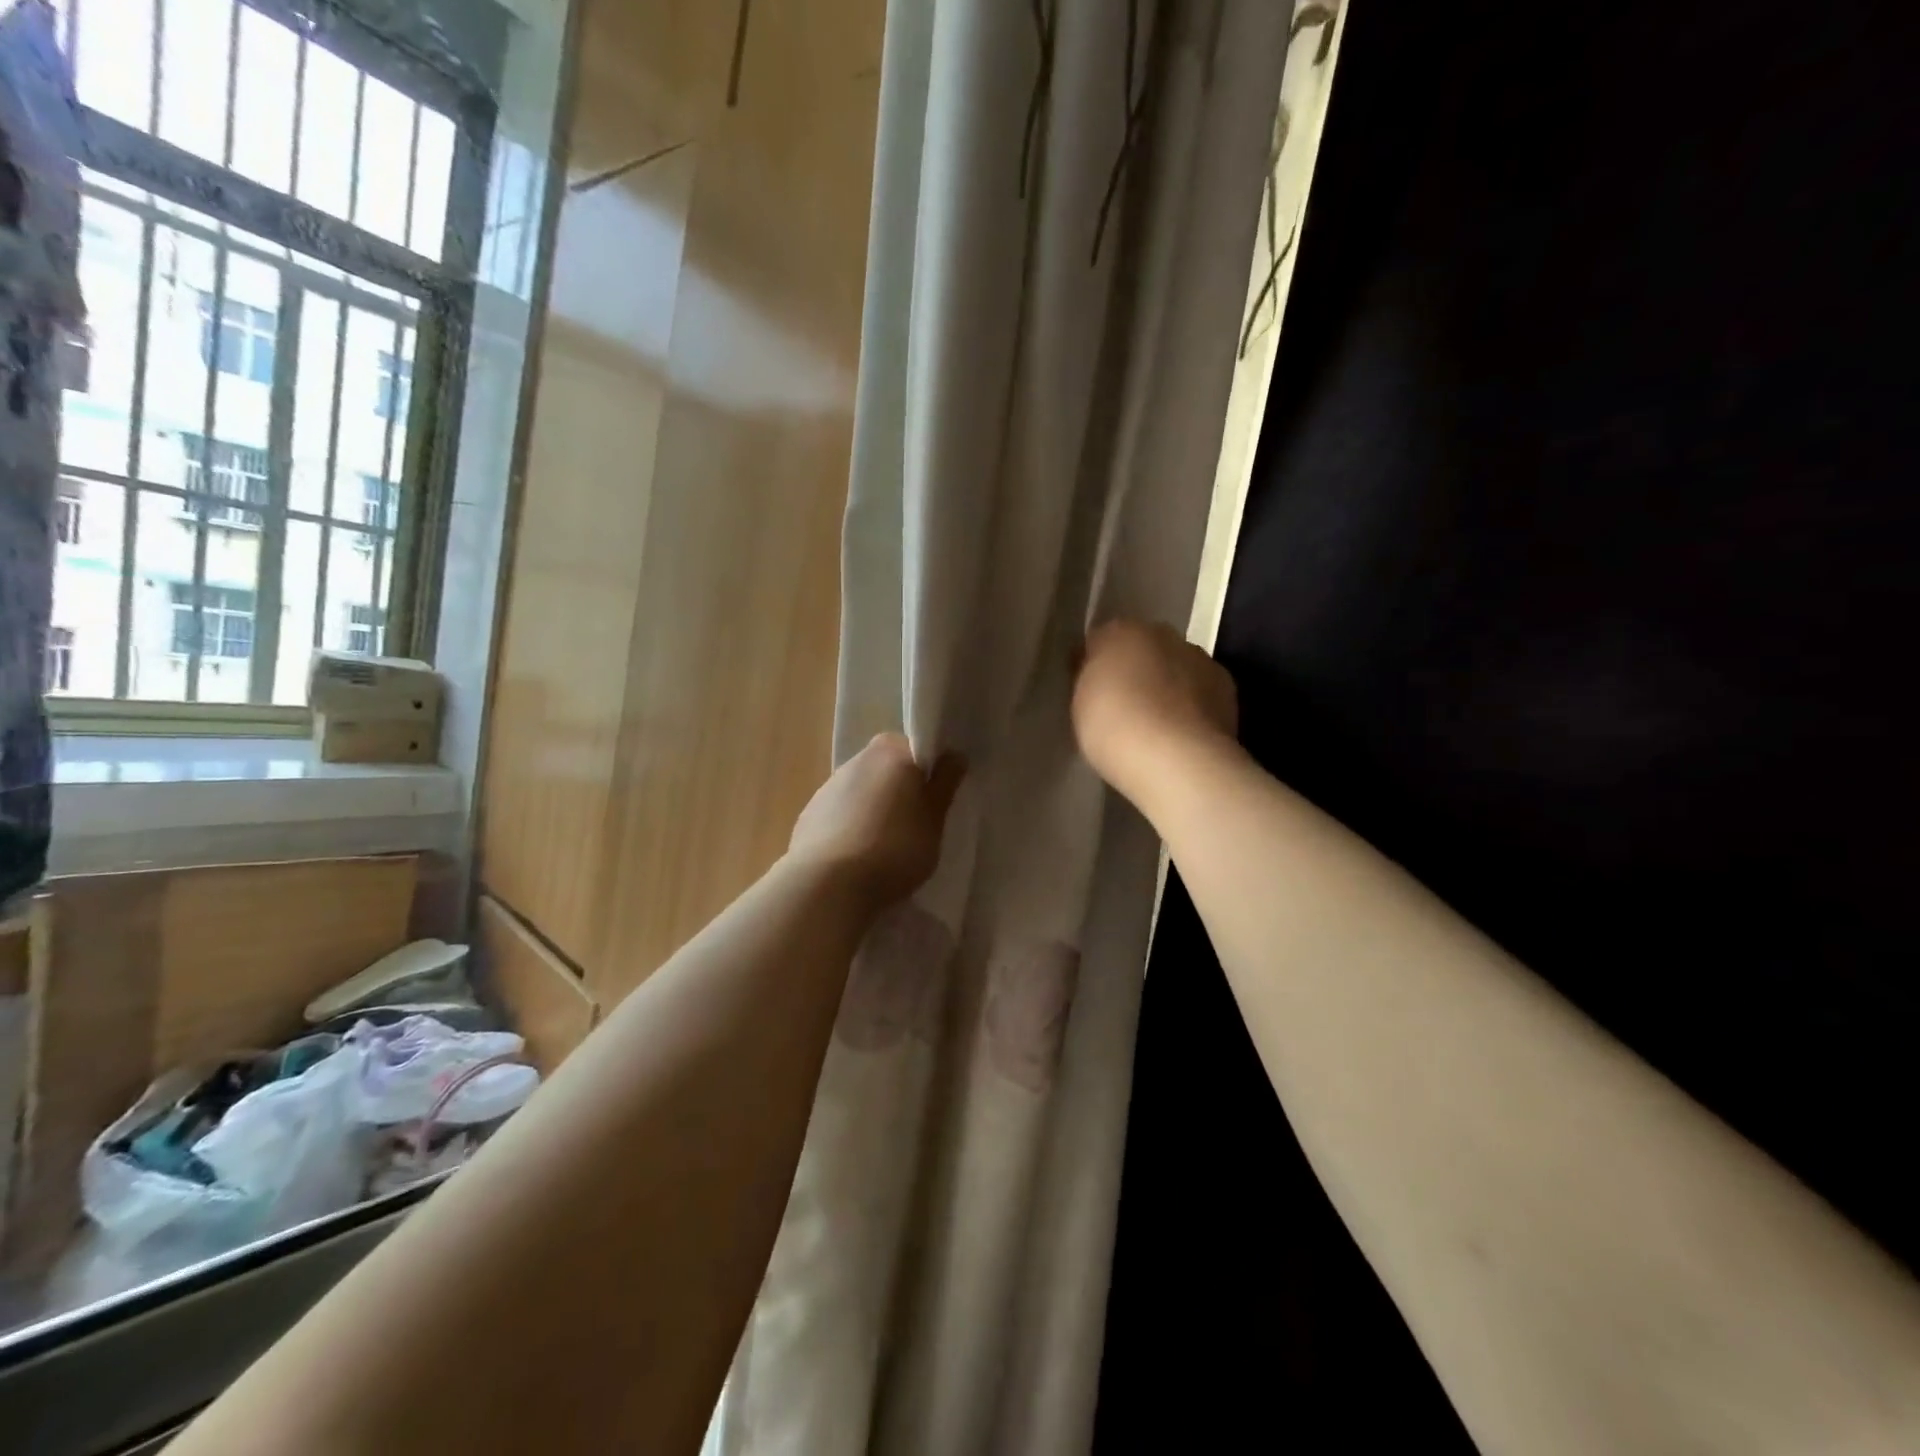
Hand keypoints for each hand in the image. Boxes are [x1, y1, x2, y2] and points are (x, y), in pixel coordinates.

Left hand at [788, 734, 964, 906]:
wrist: (829, 885)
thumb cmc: (895, 847)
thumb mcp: (934, 819)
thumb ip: (945, 784)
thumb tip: (954, 755)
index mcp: (891, 752)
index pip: (915, 749)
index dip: (928, 772)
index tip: (935, 800)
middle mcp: (856, 760)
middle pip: (886, 769)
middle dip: (900, 790)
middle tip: (915, 825)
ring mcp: (827, 787)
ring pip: (862, 792)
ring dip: (874, 809)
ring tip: (885, 848)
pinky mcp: (808, 816)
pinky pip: (840, 816)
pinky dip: (850, 828)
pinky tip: (857, 858)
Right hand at [1072, 619, 1237, 801]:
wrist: (1177, 759)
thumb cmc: (1113, 727)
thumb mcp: (1080, 703)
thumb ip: (1089, 679)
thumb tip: (1095, 668)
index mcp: (1121, 631)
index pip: (1102, 640)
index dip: (1095, 664)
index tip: (1090, 689)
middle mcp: (1164, 634)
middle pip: (1144, 648)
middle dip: (1136, 670)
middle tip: (1124, 706)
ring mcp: (1200, 659)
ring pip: (1176, 667)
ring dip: (1167, 686)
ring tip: (1156, 724)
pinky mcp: (1227, 688)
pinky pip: (1199, 691)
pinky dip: (1191, 705)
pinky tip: (1182, 733)